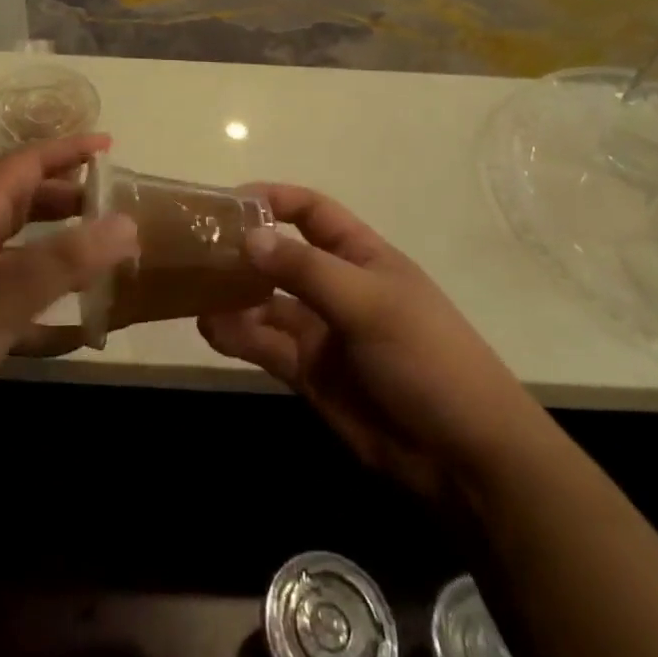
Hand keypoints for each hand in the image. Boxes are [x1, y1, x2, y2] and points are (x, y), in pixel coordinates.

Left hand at [0, 135, 136, 447]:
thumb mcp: (4, 293)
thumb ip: (68, 259)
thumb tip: (128, 223)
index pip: (25, 164)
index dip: (67, 150)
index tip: (108, 144)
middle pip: (22, 201)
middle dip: (67, 198)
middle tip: (110, 206)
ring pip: (16, 247)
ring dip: (56, 247)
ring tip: (97, 256)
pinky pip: (7, 293)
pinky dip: (39, 302)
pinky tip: (69, 330)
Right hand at [198, 185, 539, 500]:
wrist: (463, 457)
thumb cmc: (427, 358)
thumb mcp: (370, 303)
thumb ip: (306, 270)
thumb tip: (249, 236)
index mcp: (361, 256)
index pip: (312, 211)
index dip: (274, 199)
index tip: (228, 202)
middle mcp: (337, 286)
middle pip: (281, 256)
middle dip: (243, 249)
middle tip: (194, 248)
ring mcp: (321, 331)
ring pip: (265, 302)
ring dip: (233, 295)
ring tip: (195, 291)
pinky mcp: (309, 373)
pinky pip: (264, 344)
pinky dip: (237, 335)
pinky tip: (211, 329)